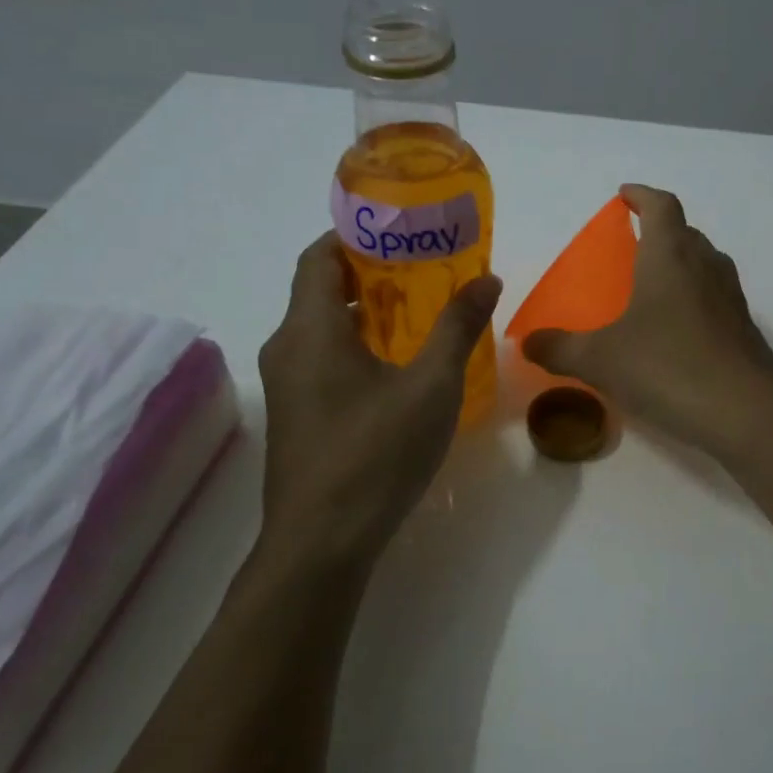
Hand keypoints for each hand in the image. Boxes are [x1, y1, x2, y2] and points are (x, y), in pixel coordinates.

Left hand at [256, 234, 500, 577]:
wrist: (322, 542)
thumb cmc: (376, 454)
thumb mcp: (431, 386)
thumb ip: (457, 328)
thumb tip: (487, 278)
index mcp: (309, 329)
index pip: (319, 255)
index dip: (355, 234)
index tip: (401, 231)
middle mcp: (286, 348)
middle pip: (320, 290)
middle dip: (370, 274)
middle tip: (425, 271)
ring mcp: (286, 386)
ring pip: (322, 328)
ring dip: (365, 314)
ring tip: (419, 315)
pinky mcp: (295, 416)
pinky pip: (323, 360)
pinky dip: (356, 347)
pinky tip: (399, 368)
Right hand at [521, 185, 772, 455]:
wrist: (744, 411)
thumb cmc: (666, 367)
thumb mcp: (600, 360)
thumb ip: (560, 349)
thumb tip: (527, 343)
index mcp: (670, 256)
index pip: (661, 206)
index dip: (642, 195)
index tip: (624, 196)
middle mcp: (706, 266)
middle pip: (685, 233)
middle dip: (660, 232)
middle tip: (633, 249)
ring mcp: (731, 298)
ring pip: (705, 265)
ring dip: (682, 265)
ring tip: (653, 289)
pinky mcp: (744, 330)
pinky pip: (716, 299)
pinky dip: (696, 301)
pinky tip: (677, 333)